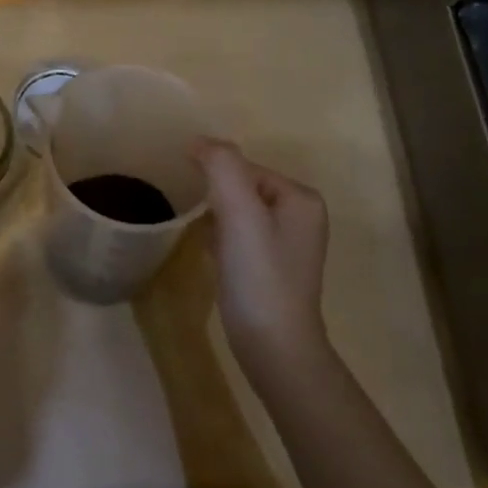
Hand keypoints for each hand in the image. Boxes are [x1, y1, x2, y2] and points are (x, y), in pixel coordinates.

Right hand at [195, 140, 330, 379]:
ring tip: (194, 227)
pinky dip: (218, 236)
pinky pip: (237, 236)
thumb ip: (222, 166)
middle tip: (187, 206)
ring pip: (237, 212)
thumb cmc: (258, 275)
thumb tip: (200, 141)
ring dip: (214, 214)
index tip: (188, 189)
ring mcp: (286, 245)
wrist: (273, 346)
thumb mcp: (240, 211)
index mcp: (300, 198)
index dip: (214, 174)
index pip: (245, 167)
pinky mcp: (269, 268)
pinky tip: (205, 250)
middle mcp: (299, 217)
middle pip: (241, 187)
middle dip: (214, 194)